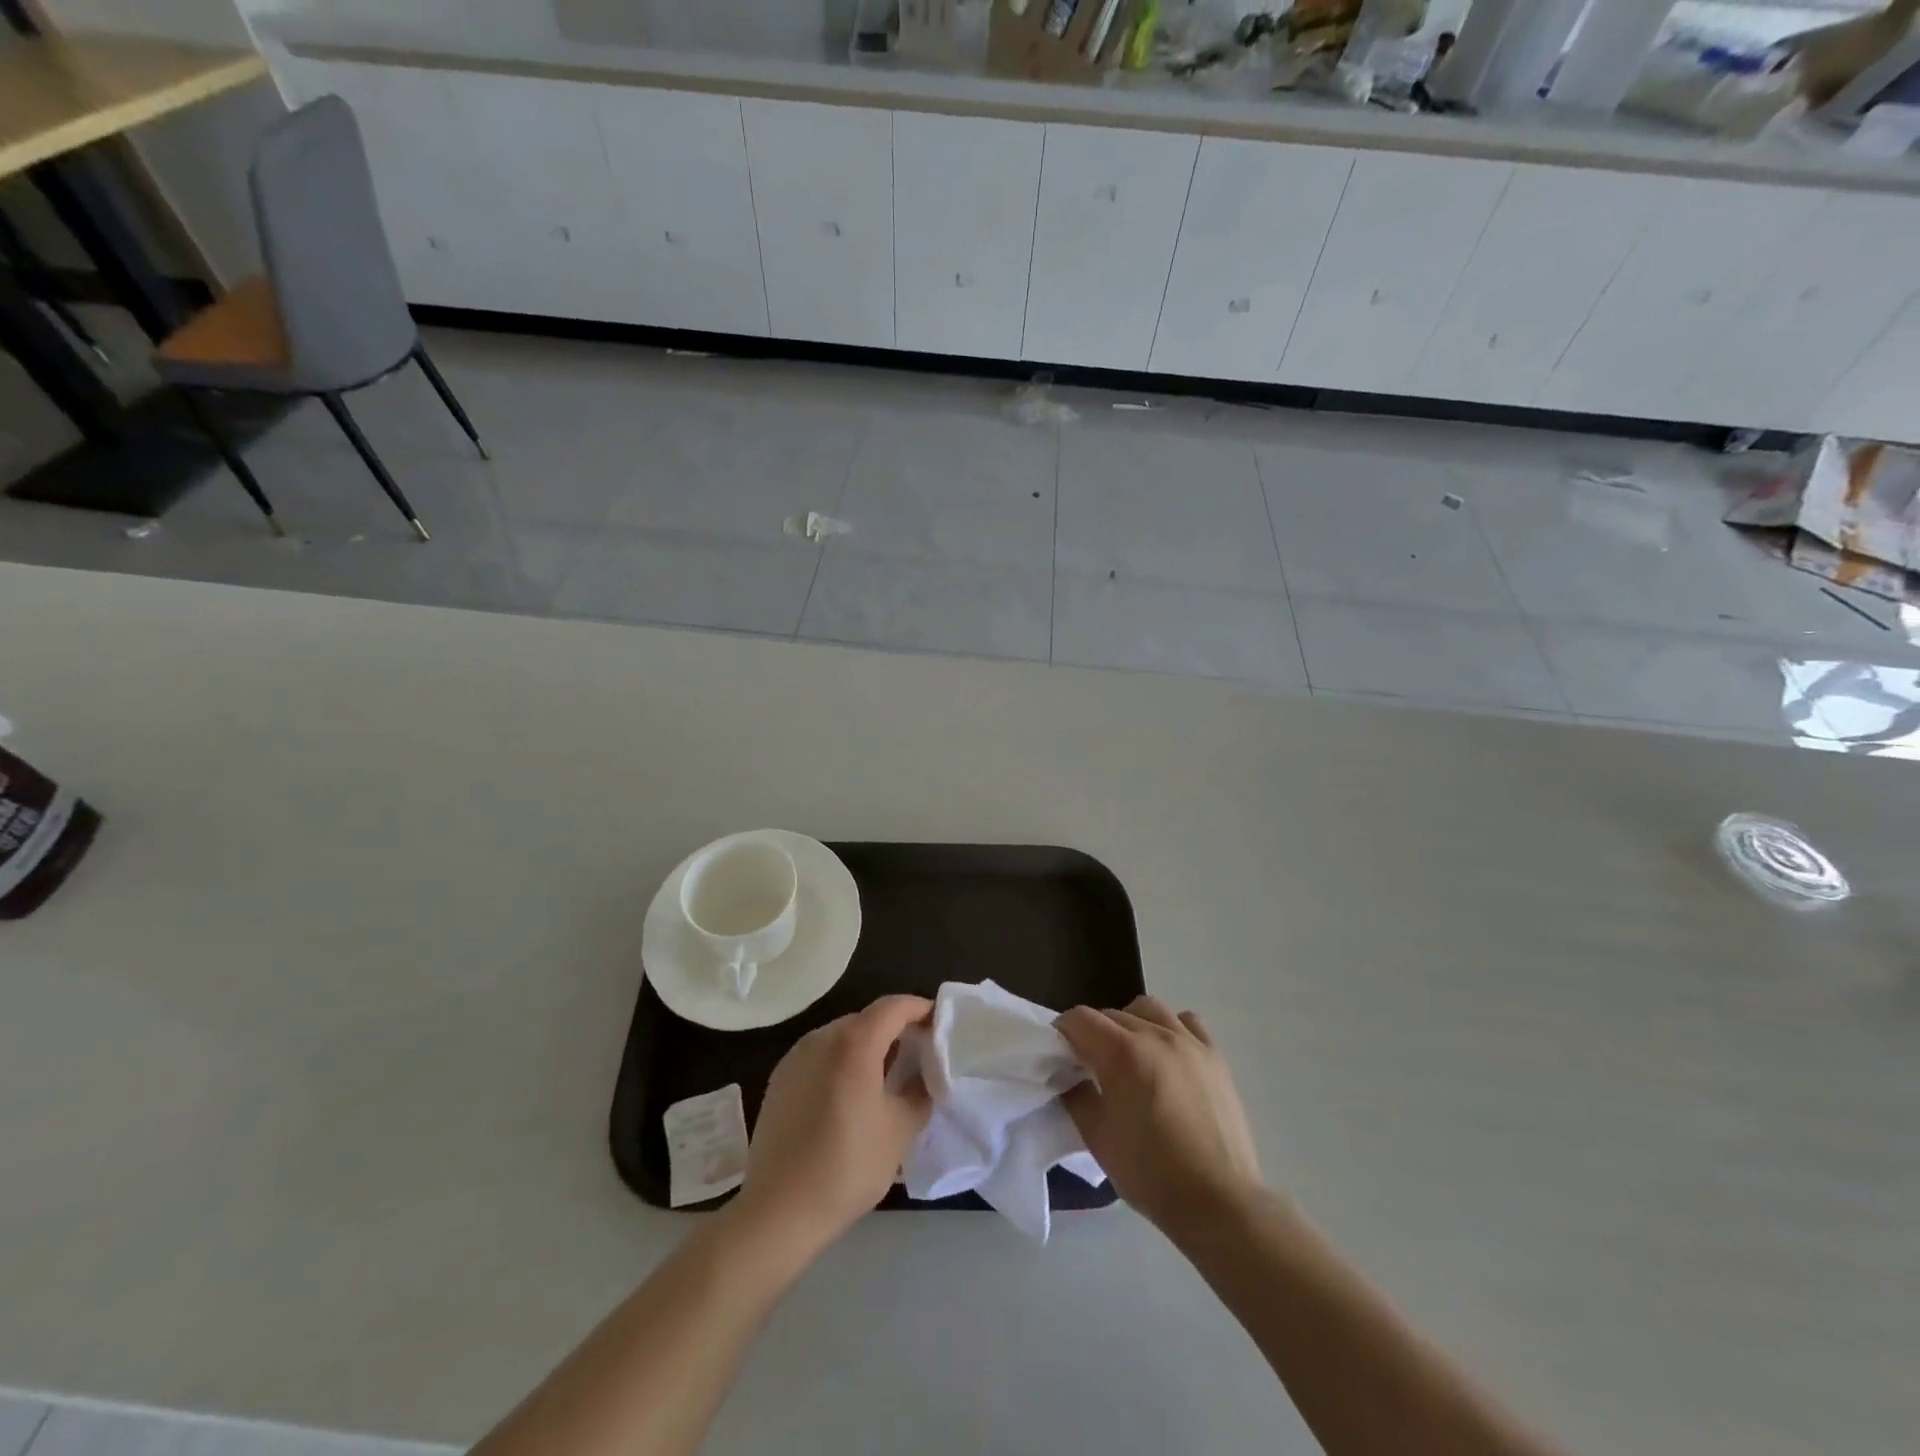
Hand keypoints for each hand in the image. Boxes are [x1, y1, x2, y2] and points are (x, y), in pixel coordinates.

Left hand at [731, 995, 932, 1261]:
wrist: (779, 1211)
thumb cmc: (848, 1166)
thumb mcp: (900, 1130)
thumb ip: (920, 1090)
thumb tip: (925, 1072)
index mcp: (853, 1044)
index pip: (893, 1007)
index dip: (919, 1008)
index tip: (939, 1023)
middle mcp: (821, 1038)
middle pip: (867, 1019)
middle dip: (895, 1028)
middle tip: (918, 1053)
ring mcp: (796, 1057)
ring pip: (842, 1036)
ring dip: (868, 1045)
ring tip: (887, 1074)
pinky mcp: (780, 1079)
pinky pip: (821, 1055)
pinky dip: (843, 1061)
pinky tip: (851, 1093)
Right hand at [1056, 996, 1262, 1239]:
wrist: (1219, 1202)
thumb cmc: (1151, 1174)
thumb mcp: (1097, 1138)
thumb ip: (1076, 1096)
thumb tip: (1069, 1075)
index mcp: (1122, 1053)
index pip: (1080, 1018)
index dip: (1063, 1031)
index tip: (1060, 1053)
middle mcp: (1155, 1035)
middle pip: (1112, 1014)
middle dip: (1094, 1032)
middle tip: (1091, 1064)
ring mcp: (1189, 1042)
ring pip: (1149, 1009)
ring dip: (1131, 1023)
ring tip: (1131, 1055)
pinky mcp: (1215, 1055)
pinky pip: (1186, 1022)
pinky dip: (1170, 1029)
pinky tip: (1167, 1056)